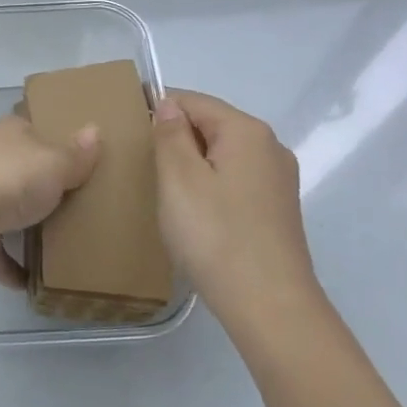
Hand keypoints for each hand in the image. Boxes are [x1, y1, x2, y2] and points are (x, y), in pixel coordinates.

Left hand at [0, 112, 98, 284]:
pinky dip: (11, 268)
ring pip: (7, 210)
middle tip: (83, 203)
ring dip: (27, 226)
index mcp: (9, 135)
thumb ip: (75, 155)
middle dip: (45, 186)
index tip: (82, 155)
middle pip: (23, 171)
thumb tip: (94, 130)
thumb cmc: (4, 180)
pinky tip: (34, 284)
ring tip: (64, 243)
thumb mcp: (52, 163)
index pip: (34, 129)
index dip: (56, 138)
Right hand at [152, 90, 316, 330]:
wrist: (269, 306)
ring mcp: (278, 180)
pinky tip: (193, 213)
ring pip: (222, 155)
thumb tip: (168, 104)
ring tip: (163, 191)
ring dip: (191, 165)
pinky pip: (234, 180)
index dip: (158, 109)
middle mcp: (270, 147)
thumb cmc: (216, 235)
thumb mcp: (178, 178)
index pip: (193, 100)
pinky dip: (210, 186)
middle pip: (211, 125)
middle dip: (175, 138)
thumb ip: (170, 134)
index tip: (128, 133)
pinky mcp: (277, 210)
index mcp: (247, 131)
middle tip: (141, 166)